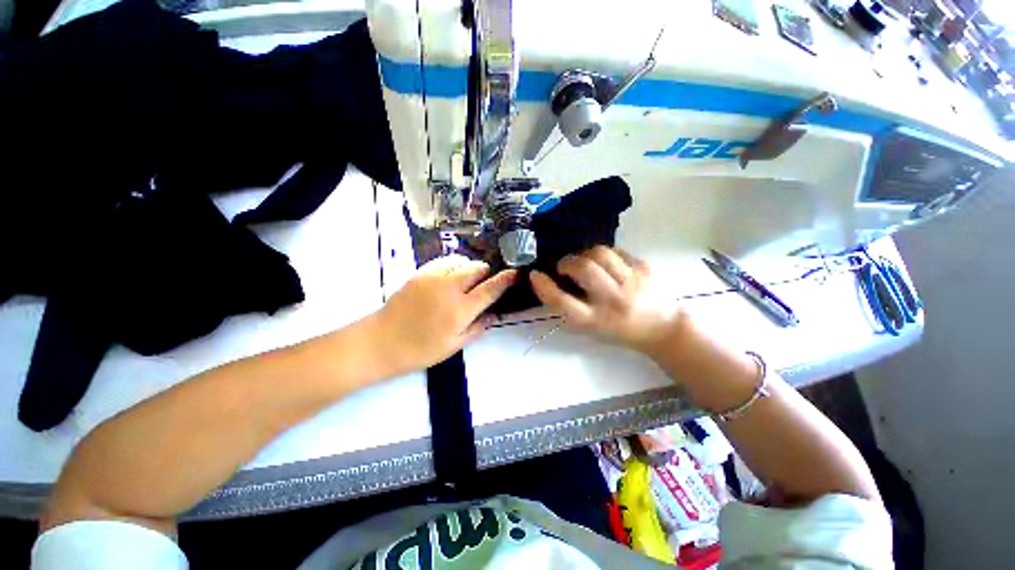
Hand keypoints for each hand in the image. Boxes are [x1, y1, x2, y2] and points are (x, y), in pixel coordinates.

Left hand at [377, 255, 516, 373]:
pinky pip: (444, 261)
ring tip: (464, 281)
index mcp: (461, 310)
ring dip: (469, 269)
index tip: (516, 272)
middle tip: (482, 285)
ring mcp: (433, 277)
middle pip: (477, 268)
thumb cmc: (421, 349)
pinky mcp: (420, 273)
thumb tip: (495, 314)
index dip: (506, 279)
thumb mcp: (454, 345)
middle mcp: (450, 288)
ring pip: (462, 261)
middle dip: (485, 273)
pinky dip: (453, 266)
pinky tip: (448, 278)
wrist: (382, 341)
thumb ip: (478, 328)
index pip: (490, 289)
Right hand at [530, 246, 681, 355]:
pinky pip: (615, 250)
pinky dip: (603, 254)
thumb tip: (548, 280)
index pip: (562, 302)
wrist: (661, 327)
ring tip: (585, 262)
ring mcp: (631, 282)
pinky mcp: (644, 267)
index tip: (535, 275)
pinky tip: (605, 263)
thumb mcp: (589, 327)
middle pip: (583, 270)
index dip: (544, 287)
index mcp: (595, 321)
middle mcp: (613, 301)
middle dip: (567, 263)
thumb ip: (569, 306)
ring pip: (599, 253)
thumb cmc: (618, 329)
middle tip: (565, 267)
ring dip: (584, 254)